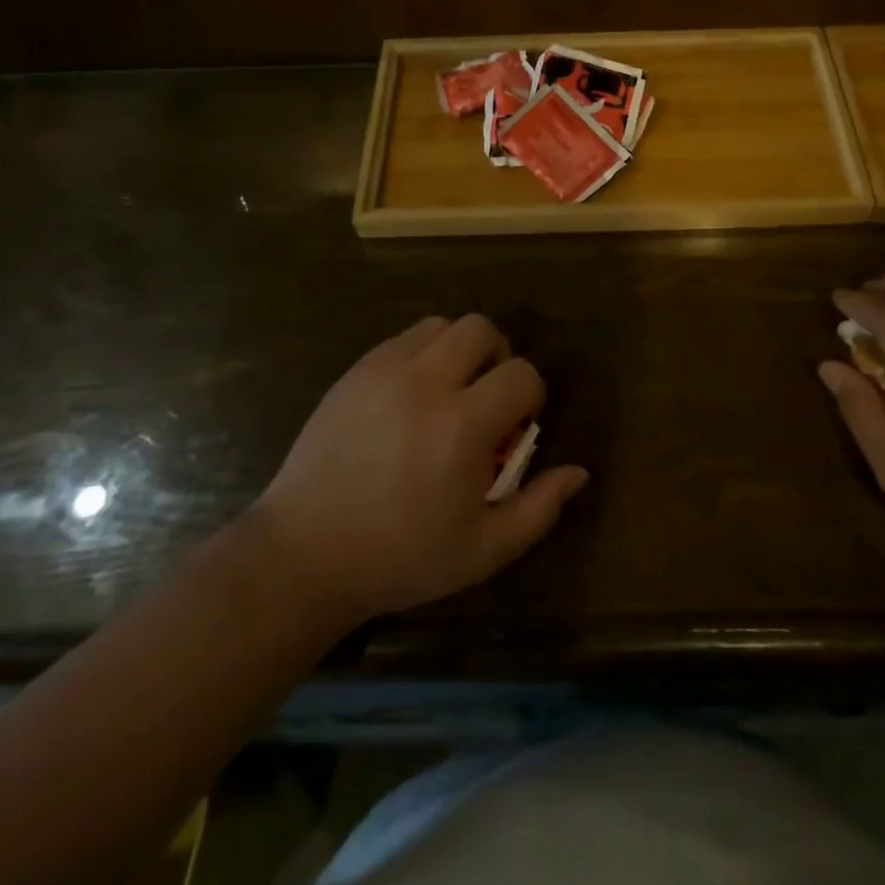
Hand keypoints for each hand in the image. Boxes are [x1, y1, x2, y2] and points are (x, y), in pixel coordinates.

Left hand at [253, 315, 588, 627]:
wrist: (305, 553)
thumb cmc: (400, 558)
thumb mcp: (482, 551)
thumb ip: (539, 509)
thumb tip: (579, 472)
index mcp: (462, 427)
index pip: (521, 375)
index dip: (531, 397)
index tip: (517, 426)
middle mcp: (425, 384)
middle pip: (481, 329)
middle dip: (498, 356)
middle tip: (486, 397)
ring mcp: (384, 372)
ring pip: (441, 326)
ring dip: (458, 350)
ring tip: (449, 391)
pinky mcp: (355, 372)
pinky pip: (402, 339)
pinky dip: (421, 355)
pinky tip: (411, 397)